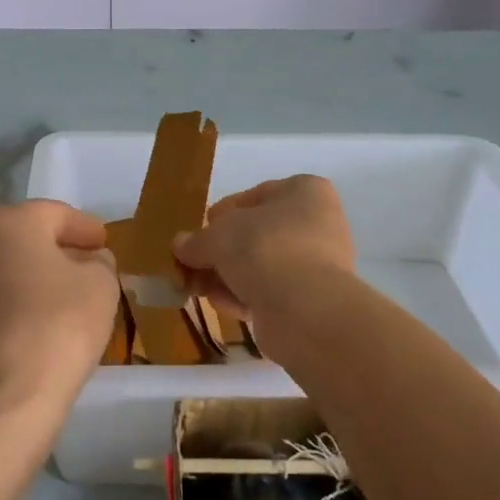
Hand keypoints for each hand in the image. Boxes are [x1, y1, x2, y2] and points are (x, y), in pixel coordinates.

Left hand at [0, 200, 118, 418]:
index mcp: (11, 222)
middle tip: (90, 264)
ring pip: (10, 266)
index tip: (105, 244)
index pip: (56, 214)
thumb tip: (91, 260)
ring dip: (38, 273)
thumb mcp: (101, 283)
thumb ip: (100, 262)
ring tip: (69, 293)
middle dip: (60, 248)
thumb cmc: (61, 323)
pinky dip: (20, 297)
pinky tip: (43, 316)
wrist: (11, 392)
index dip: (86, 228)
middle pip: (28, 236)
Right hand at [172, 175, 354, 322]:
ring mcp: (319, 263)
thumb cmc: (264, 250)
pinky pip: (271, 291)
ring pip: (261, 266)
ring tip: (200, 290)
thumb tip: (180, 245)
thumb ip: (196, 240)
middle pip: (255, 235)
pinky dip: (246, 297)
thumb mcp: (217, 236)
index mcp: (305, 191)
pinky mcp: (313, 299)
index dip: (221, 215)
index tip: (199, 233)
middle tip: (192, 267)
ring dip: (228, 277)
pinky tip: (224, 306)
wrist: (305, 309)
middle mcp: (318, 222)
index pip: (253, 197)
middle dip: (221, 253)